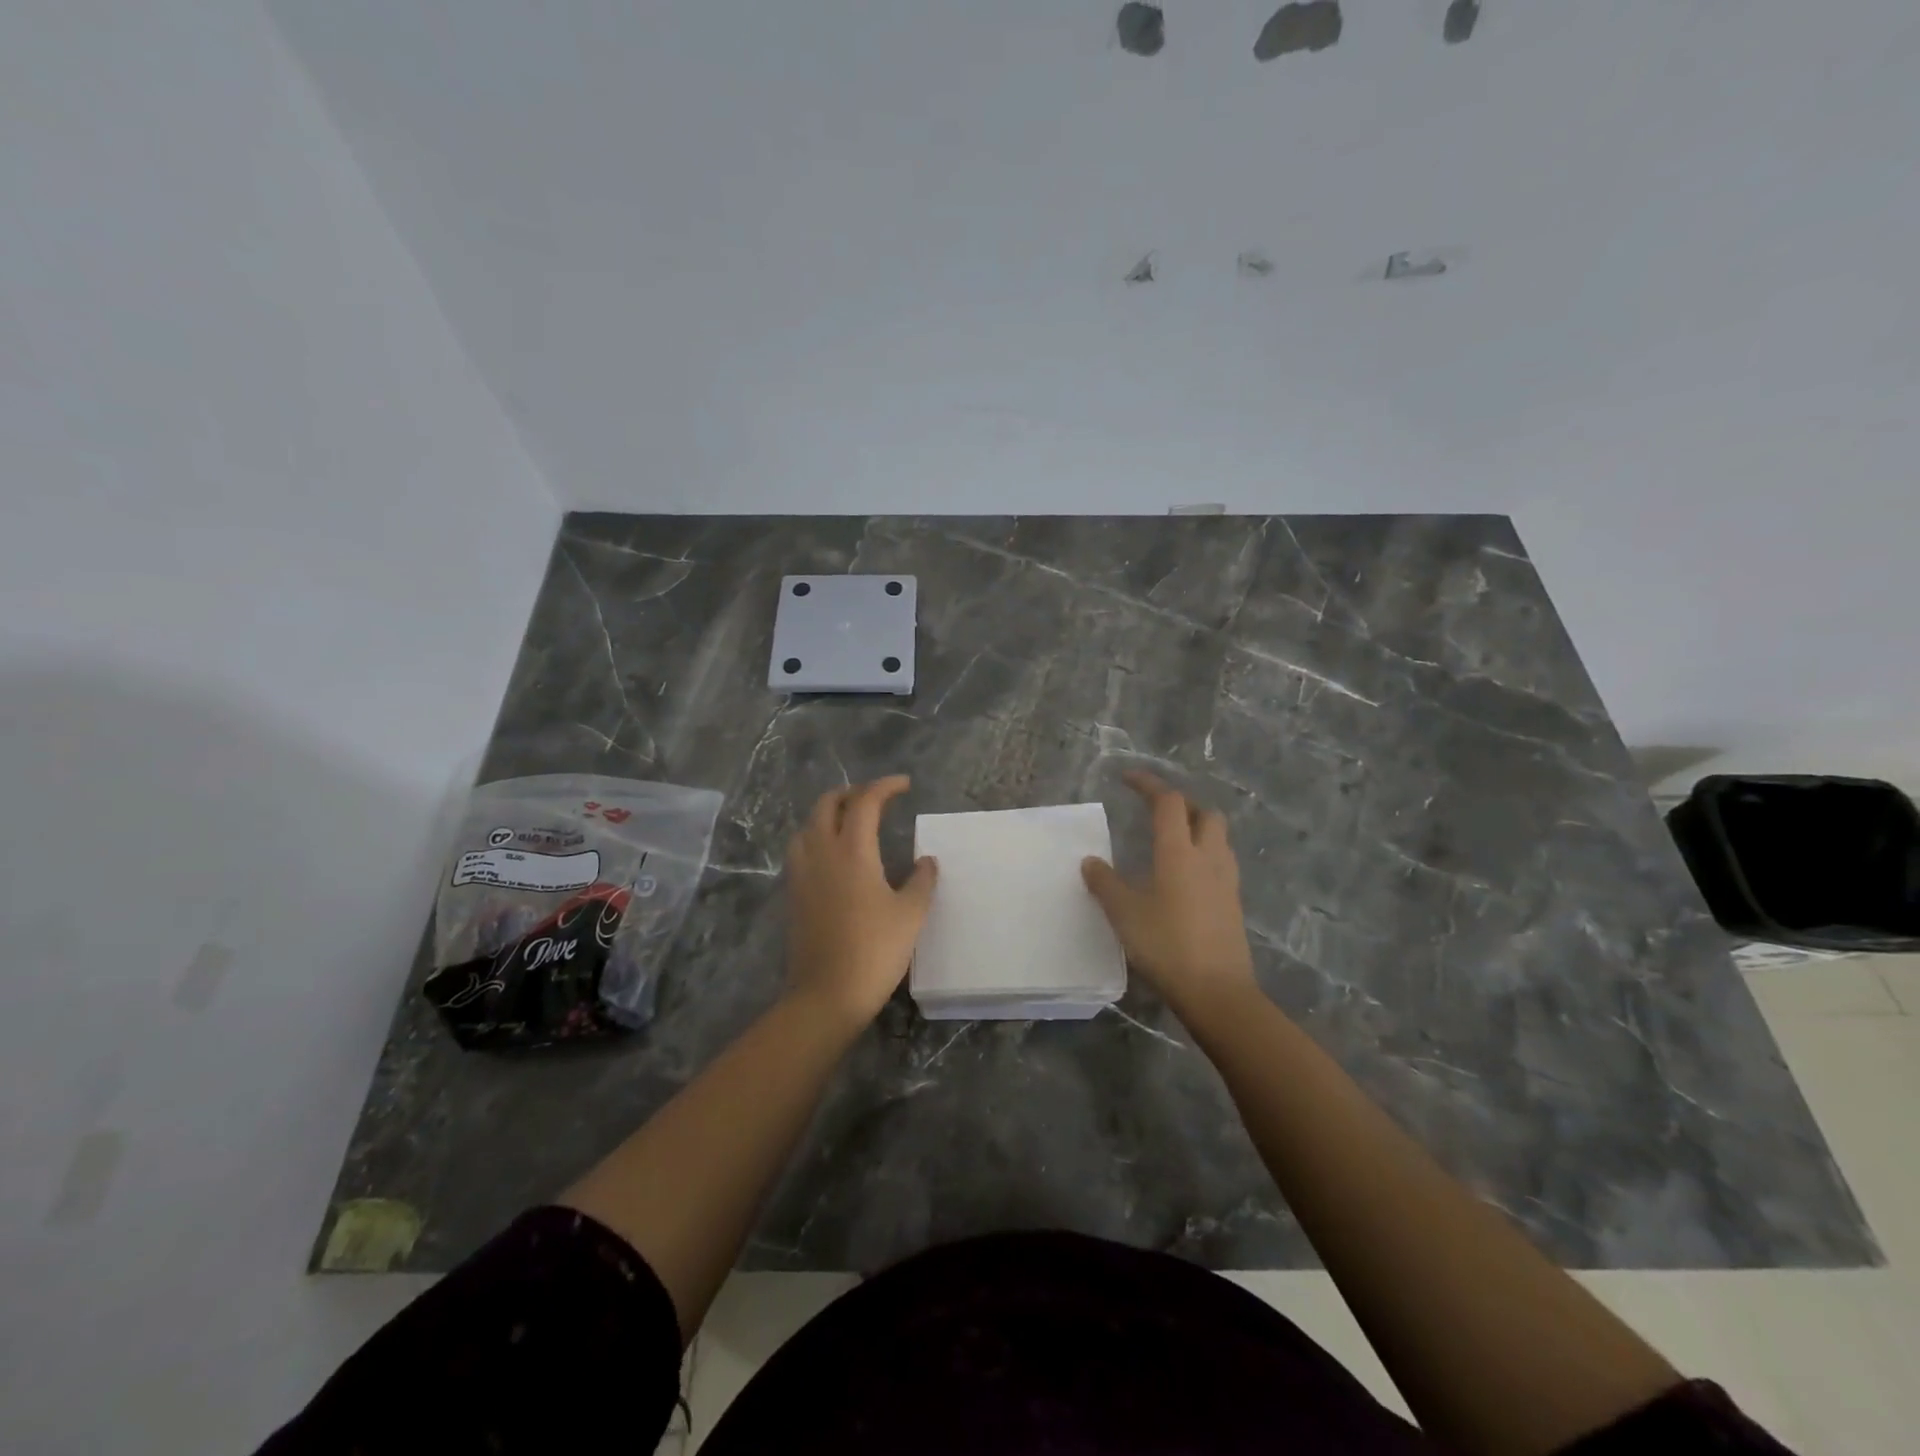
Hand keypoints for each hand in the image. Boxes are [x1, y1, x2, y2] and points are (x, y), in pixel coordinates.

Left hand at [784, 776, 937, 1025]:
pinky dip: (817, 837)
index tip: (905, 785)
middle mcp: (821, 853)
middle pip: (827, 804)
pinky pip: (801, 850)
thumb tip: (926, 861)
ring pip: (808, 825)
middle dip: (852, 793)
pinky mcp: (794, 894)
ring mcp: (802, 874)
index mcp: (852, 851)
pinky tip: (834, 857)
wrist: (826, 995)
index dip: (884, 786)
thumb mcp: (910, 915)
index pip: (865, 801)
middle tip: (877, 799)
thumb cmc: (874, 951)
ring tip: (851, 822)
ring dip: (828, 813)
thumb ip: (921, 881)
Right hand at [1081, 770, 1256, 1019]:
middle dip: (1181, 804)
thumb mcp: (1124, 913)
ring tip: (1171, 841)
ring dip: (1197, 828)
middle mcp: (1207, 856)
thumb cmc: (1166, 944)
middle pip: (1204, 812)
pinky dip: (1204, 855)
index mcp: (1178, 851)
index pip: (1168, 802)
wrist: (1217, 991)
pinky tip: (1185, 877)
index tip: (1127, 779)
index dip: (1148, 784)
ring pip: (1218, 837)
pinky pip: (1220, 862)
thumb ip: (1105, 883)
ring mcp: (1225, 880)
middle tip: (1155, 812)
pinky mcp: (1233, 902)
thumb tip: (1090, 861)